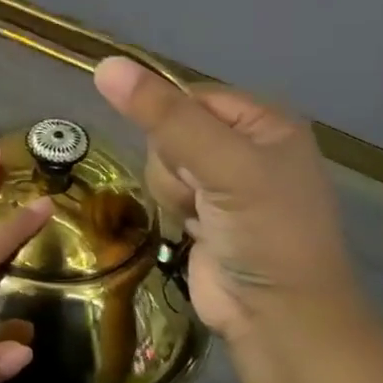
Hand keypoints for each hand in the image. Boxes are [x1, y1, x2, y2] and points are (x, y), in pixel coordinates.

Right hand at [94, 58, 365, 344]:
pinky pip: (164, 189)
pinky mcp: (204, 211)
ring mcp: (224, 181)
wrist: (277, 316)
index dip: (172, 123)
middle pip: (169, 129)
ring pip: (161, 162)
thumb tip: (105, 65)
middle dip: (174, 164)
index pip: (188, 96)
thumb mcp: (221, 165)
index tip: (187, 157)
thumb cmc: (265, 232)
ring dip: (172, 190)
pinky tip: (195, 229)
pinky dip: (173, 208)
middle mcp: (245, 144)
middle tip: (203, 193)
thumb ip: (163, 116)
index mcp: (264, 121)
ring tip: (201, 217)